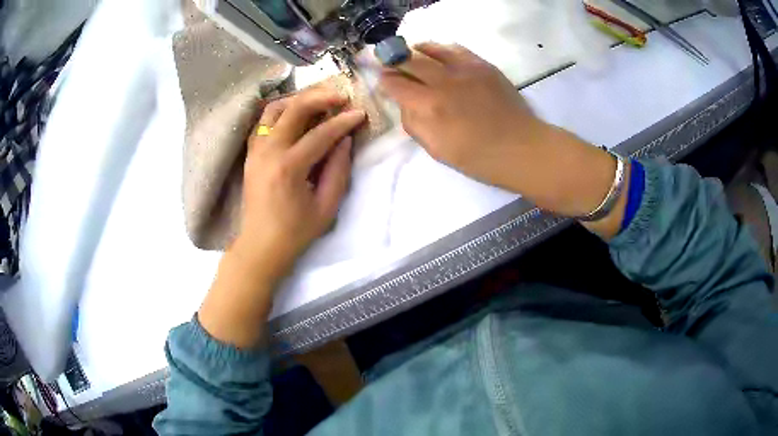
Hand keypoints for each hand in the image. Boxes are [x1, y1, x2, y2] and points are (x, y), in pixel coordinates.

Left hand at [199, 87, 364, 347]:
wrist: (260, 245)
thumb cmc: (295, 232)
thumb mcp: (326, 207)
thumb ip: (338, 170)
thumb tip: (345, 140)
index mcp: (288, 168)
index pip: (320, 134)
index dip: (343, 122)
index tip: (360, 113)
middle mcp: (268, 151)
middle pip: (293, 109)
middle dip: (320, 97)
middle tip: (340, 96)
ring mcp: (255, 150)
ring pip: (274, 109)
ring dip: (297, 99)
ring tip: (318, 101)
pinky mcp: (250, 153)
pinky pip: (263, 122)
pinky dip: (281, 112)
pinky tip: (295, 114)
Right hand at [380, 43, 627, 238]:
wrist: (521, 148)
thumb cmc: (478, 157)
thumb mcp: (437, 150)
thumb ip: (414, 124)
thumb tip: (405, 103)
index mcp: (430, 106)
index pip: (396, 84)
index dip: (385, 81)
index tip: (382, 80)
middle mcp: (443, 81)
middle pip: (410, 61)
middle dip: (395, 61)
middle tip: (389, 61)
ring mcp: (465, 69)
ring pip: (432, 49)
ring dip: (416, 50)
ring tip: (411, 51)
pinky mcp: (483, 66)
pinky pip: (457, 49)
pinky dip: (442, 49)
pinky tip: (439, 53)